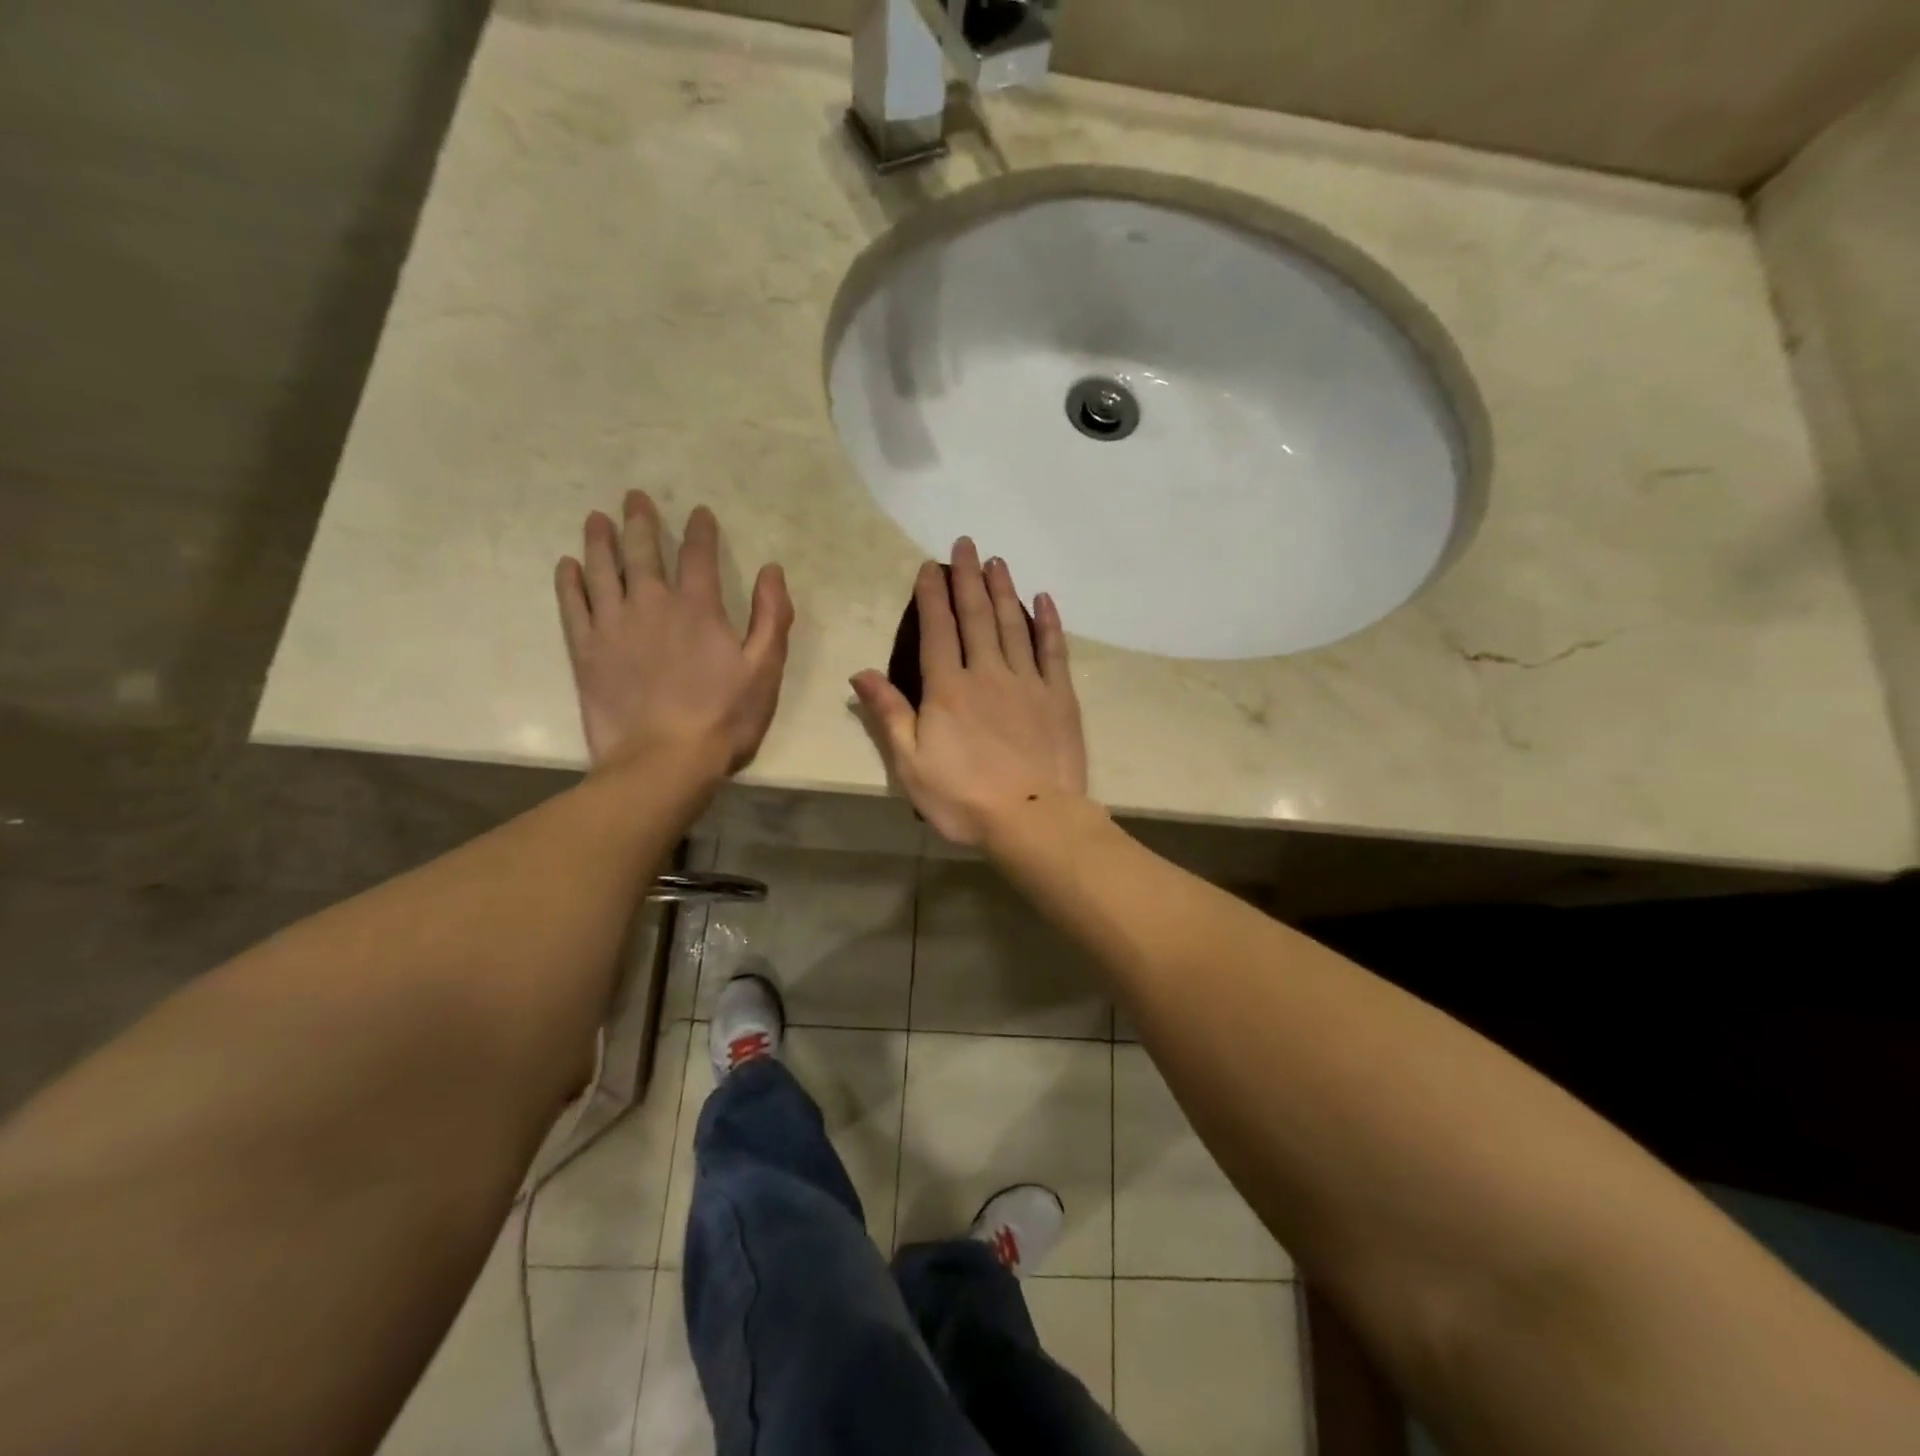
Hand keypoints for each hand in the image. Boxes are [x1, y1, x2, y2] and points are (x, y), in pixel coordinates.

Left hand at [556, 491, 793, 774]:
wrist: (664, 762)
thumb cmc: (724, 718)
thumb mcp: (765, 669)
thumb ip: (772, 616)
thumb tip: (772, 570)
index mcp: (698, 608)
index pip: (698, 555)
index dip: (699, 530)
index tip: (698, 512)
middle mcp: (651, 605)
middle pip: (642, 552)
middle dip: (641, 521)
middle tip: (634, 496)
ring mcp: (613, 627)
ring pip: (602, 570)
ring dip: (600, 541)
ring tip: (597, 518)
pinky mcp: (586, 652)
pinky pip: (573, 606)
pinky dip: (569, 582)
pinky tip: (568, 566)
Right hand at [850, 539, 1087, 846]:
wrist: (1032, 818)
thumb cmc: (963, 799)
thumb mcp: (910, 764)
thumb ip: (888, 714)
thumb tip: (860, 673)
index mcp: (948, 690)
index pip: (937, 631)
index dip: (932, 596)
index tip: (930, 567)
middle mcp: (987, 673)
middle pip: (976, 616)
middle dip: (968, 578)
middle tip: (966, 543)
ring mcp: (1028, 682)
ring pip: (1013, 625)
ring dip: (1003, 590)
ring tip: (997, 561)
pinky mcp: (1059, 697)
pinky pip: (1053, 650)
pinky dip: (1047, 623)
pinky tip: (1042, 600)